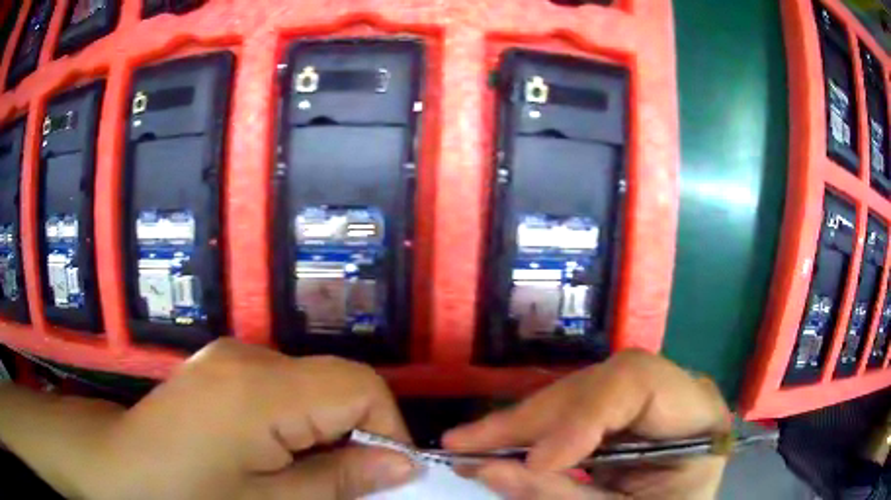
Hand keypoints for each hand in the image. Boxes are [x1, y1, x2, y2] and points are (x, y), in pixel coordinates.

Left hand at [84, 340, 415, 498]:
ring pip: (312, 382)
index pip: (359, 386)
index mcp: (261, 389)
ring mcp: (232, 354)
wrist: (122, 466)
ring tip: (304, 470)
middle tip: (346, 482)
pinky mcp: (221, 364)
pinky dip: (297, 417)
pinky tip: (272, 449)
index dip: (387, 428)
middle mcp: (250, 356)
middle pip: (338, 380)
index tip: (388, 474)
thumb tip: (402, 465)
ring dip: (326, 427)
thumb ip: (339, 480)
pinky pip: (282, 383)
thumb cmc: (190, 496)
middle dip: (357, 432)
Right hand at [443, 350, 730, 498]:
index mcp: (697, 414)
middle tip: (465, 444)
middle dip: (530, 420)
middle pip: (597, 384)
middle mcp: (674, 393)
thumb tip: (488, 469)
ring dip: (521, 424)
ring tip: (468, 445)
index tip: (535, 460)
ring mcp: (647, 402)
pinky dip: (532, 433)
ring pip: (576, 395)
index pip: (638, 381)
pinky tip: (496, 445)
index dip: (582, 415)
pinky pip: (572, 414)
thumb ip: (561, 497)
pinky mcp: (623, 417)